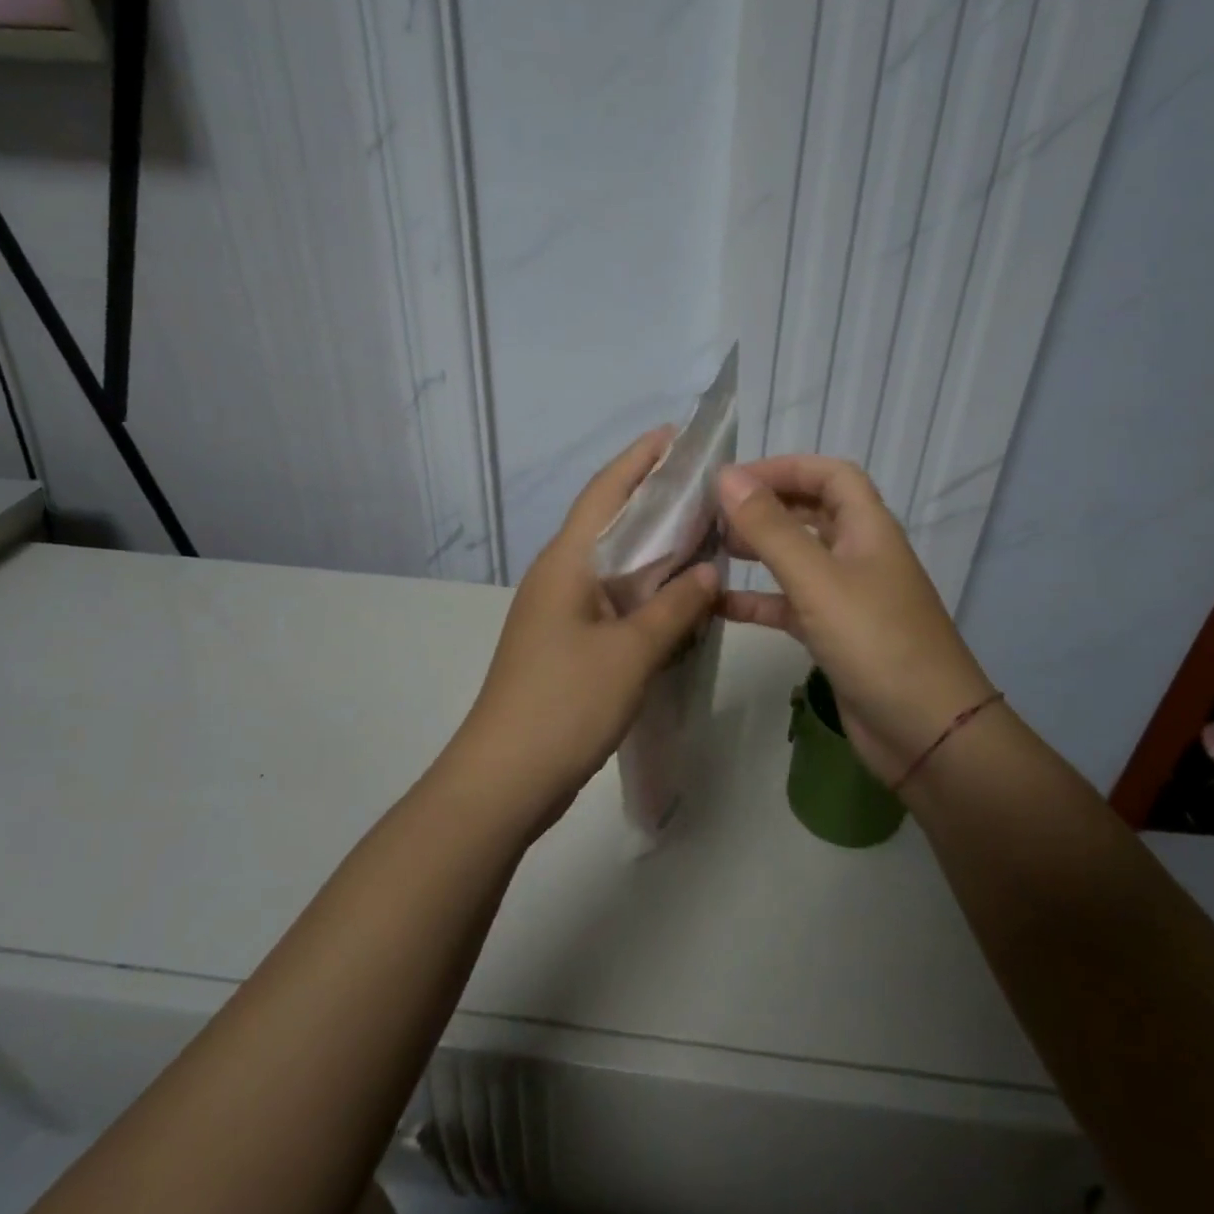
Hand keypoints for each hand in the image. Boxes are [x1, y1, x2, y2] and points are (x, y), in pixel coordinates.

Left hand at [450, 429, 719, 827]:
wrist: (505, 778)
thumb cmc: (565, 703)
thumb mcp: (631, 653)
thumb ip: (674, 608)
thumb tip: (708, 574)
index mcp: (565, 564)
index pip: (605, 493)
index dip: (638, 460)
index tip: (674, 435)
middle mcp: (558, 577)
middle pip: (608, 523)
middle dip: (651, 499)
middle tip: (703, 486)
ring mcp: (558, 612)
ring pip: (612, 565)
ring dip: (651, 548)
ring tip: (700, 533)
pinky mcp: (565, 643)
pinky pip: (611, 601)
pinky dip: (644, 590)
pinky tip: (676, 598)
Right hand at [718, 457, 991, 786]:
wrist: (925, 732)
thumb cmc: (876, 643)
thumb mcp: (818, 580)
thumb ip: (771, 529)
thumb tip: (727, 477)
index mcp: (868, 529)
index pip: (829, 475)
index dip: (784, 468)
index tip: (733, 480)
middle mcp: (859, 555)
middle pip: (811, 513)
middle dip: (765, 507)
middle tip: (713, 516)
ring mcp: (847, 597)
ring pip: (797, 559)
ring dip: (758, 550)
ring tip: (712, 550)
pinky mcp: (834, 635)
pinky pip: (789, 605)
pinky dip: (757, 601)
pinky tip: (718, 605)